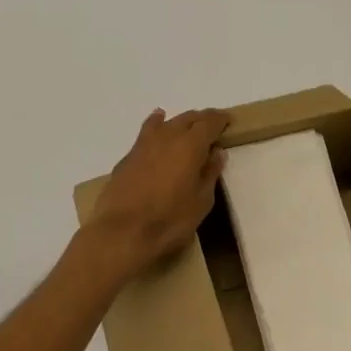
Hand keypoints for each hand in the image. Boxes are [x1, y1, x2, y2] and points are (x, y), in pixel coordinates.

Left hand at [87, 107, 230, 280]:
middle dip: (202, 120)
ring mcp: (144, 144)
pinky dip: (156, 124)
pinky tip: (157, 123)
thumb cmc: (170, 220)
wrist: (122, 232)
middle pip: (188, 118)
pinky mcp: (128, 156)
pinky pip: (147, 132)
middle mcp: (168, 136)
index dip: (220, 119)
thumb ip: (210, 173)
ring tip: (188, 126)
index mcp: (191, 145)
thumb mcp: (201, 201)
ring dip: (180, 122)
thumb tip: (217, 152)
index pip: (209, 122)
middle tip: (212, 128)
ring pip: (166, 122)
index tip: (228, 121)